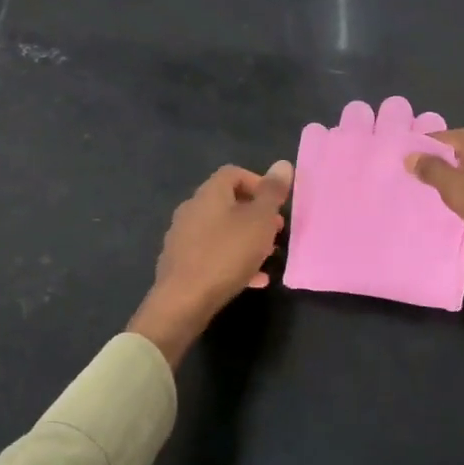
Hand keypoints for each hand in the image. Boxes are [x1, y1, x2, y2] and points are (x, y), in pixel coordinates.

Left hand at [129, 161, 293, 365]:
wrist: (183, 301)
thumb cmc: (226, 254)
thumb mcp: (259, 221)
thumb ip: (272, 193)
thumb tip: (283, 164)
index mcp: (209, 193)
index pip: (234, 173)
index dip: (258, 183)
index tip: (276, 204)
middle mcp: (192, 209)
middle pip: (227, 202)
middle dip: (255, 214)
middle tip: (276, 231)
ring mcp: (183, 237)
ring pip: (221, 230)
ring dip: (246, 238)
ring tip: (268, 255)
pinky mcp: (180, 263)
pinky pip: (213, 254)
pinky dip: (234, 260)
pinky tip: (253, 280)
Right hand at [406, 128, 463, 304]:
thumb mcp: (459, 193)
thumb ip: (432, 171)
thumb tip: (410, 155)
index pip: (436, 138)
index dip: (419, 155)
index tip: (404, 175)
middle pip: (455, 149)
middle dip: (438, 166)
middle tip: (419, 190)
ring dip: (457, 178)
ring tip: (441, 200)